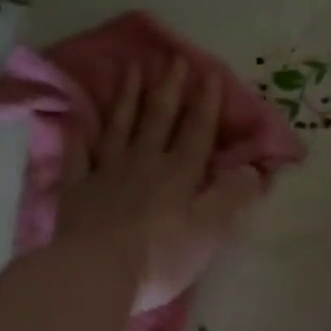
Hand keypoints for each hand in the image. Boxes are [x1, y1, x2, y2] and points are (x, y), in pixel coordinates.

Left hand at [58, 60, 263, 312]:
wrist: (95, 272)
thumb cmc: (159, 257)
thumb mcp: (208, 232)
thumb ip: (231, 197)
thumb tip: (254, 170)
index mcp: (179, 174)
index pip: (197, 132)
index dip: (206, 103)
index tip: (209, 72)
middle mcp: (143, 163)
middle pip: (159, 119)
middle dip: (170, 88)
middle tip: (174, 58)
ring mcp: (106, 172)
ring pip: (120, 127)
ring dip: (128, 98)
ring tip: (132, 69)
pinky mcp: (76, 188)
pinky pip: (79, 153)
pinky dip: (81, 134)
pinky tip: (80, 119)